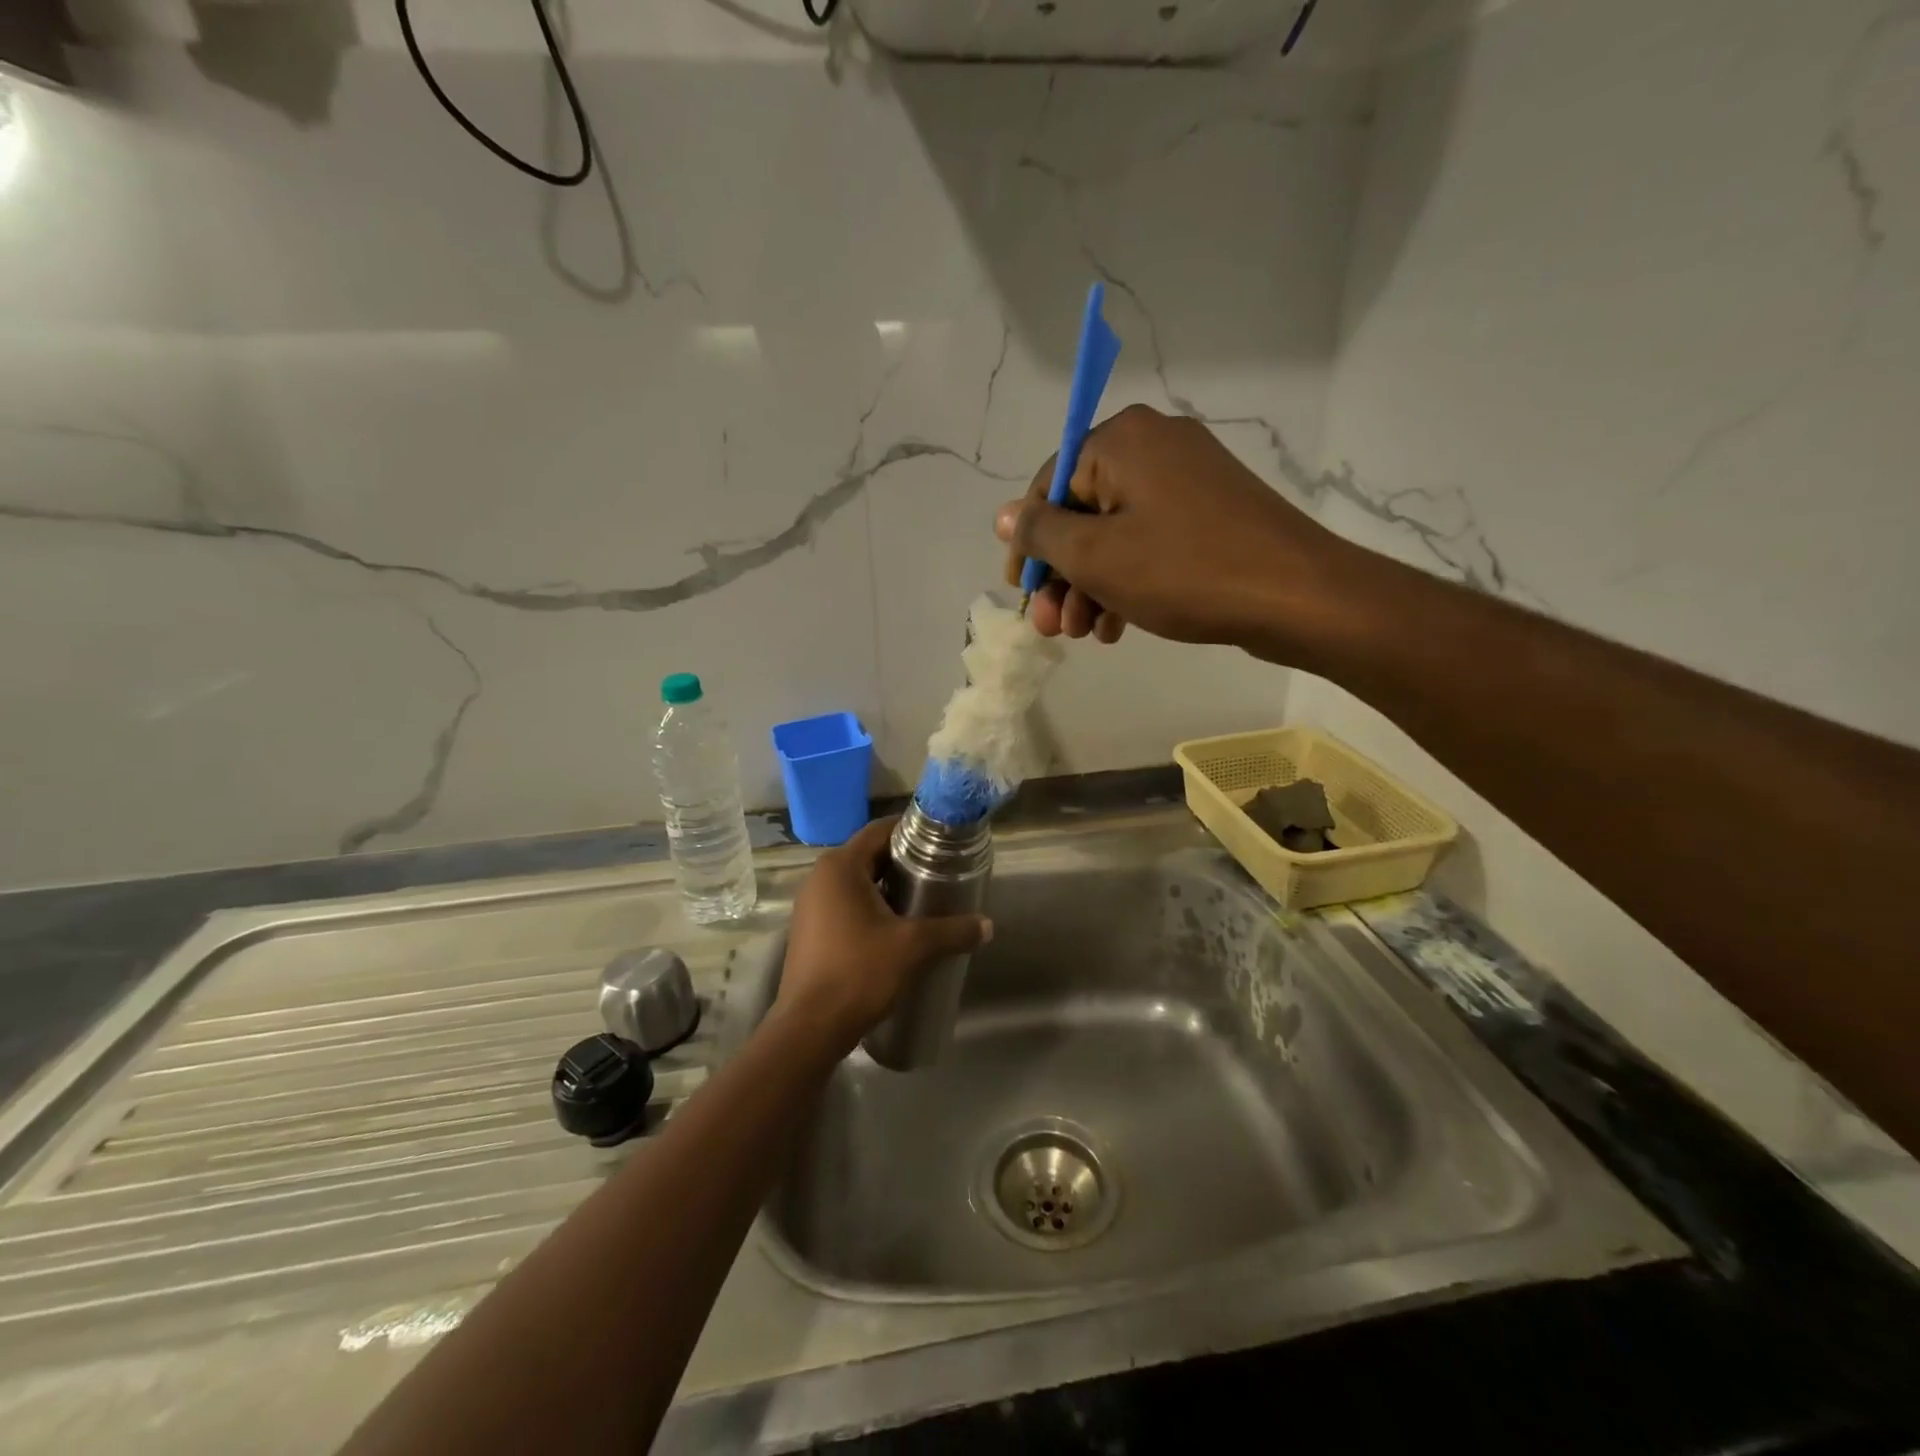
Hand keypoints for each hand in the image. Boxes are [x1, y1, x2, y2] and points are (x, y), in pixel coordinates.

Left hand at [772, 817, 991, 1055]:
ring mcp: (811, 905)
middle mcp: (820, 877)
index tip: (941, 841)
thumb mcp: (913, 947)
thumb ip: (953, 931)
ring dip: (888, 887)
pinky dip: (871, 907)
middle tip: (940, 871)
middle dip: (904, 861)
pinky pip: (845, 905)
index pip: (879, 830)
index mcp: (840, 867)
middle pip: (869, 855)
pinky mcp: (810, 931)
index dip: (911, 831)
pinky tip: (897, 928)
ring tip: (925, 900)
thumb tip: (987, 925)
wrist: (810, 1028)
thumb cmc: (859, 972)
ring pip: (857, 882)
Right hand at [996, 405, 1360, 662]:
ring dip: (1092, 586)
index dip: (1029, 545)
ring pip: (1115, 533)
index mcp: (1122, 440)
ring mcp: (1187, 478)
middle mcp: (1154, 445)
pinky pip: (1150, 540)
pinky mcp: (1210, 511)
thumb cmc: (1185, 571)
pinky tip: (1118, 626)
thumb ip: (1041, 534)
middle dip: (1062, 576)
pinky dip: (1128, 580)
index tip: (1023, 594)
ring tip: (1086, 634)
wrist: (1297, 594)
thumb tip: (1005, 515)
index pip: (1049, 486)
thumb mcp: (1096, 556)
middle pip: (1083, 512)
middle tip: (1053, 627)